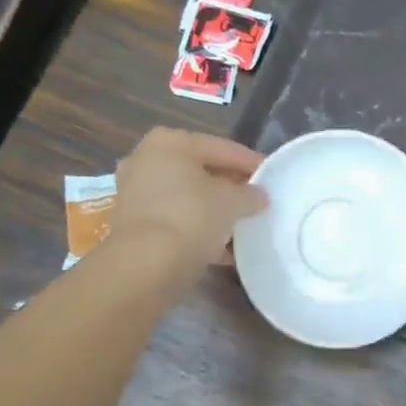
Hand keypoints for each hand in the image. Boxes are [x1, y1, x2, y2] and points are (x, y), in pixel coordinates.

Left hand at [110, 128, 267, 266]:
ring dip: (213, 210)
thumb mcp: (233, 202)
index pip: (223, 148)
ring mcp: (135, 192)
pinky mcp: (133, 223)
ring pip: (187, 197)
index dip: (251, 163)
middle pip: (201, 171)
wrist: (146, 263)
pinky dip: (197, 228)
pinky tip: (222, 247)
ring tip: (242, 225)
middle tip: (256, 200)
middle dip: (229, 186)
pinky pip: (176, 219)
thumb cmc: (192, 216)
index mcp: (171, 142)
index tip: (272, 175)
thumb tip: (258, 196)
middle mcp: (147, 160)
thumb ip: (250, 195)